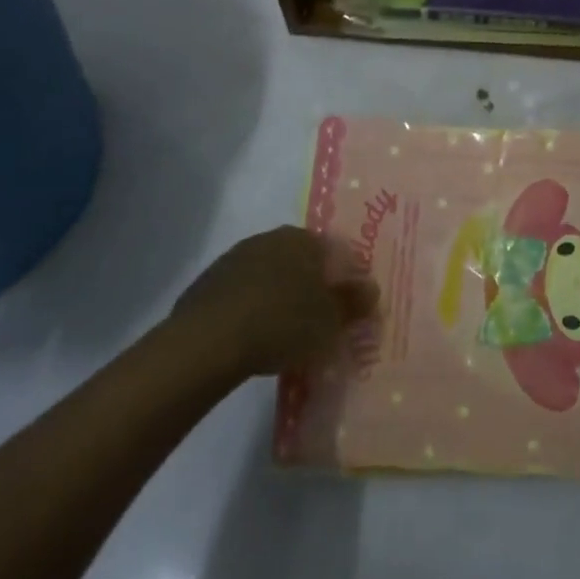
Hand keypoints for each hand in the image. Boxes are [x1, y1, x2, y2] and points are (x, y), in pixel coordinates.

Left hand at [168, 227, 377, 381]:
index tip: (348, 308)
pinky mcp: (210, 282)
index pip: (335, 252)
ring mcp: (236, 257)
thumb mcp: (330, 321)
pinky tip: (254, 337)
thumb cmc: (282, 323)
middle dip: (311, 286)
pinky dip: (253, 309)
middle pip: (301, 261)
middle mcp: (272, 237)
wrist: (208, 341)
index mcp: (304, 238)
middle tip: (318, 321)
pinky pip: (244, 292)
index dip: (345, 279)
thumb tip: (371, 289)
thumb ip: (353, 303)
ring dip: (280, 296)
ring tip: (285, 333)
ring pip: (271, 275)